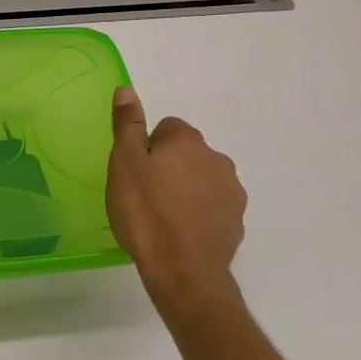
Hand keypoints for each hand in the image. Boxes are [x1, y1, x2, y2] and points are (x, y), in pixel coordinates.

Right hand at [107, 85, 247, 316]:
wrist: (183, 270)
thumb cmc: (145, 212)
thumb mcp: (124, 164)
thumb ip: (127, 124)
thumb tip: (127, 89)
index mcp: (187, 141)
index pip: (165, 128)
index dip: (146, 147)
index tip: (134, 172)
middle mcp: (217, 158)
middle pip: (186, 152)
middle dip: (168, 166)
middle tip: (144, 194)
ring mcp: (232, 191)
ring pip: (201, 178)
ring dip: (185, 188)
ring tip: (162, 216)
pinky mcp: (237, 220)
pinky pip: (212, 205)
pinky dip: (198, 212)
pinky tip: (180, 232)